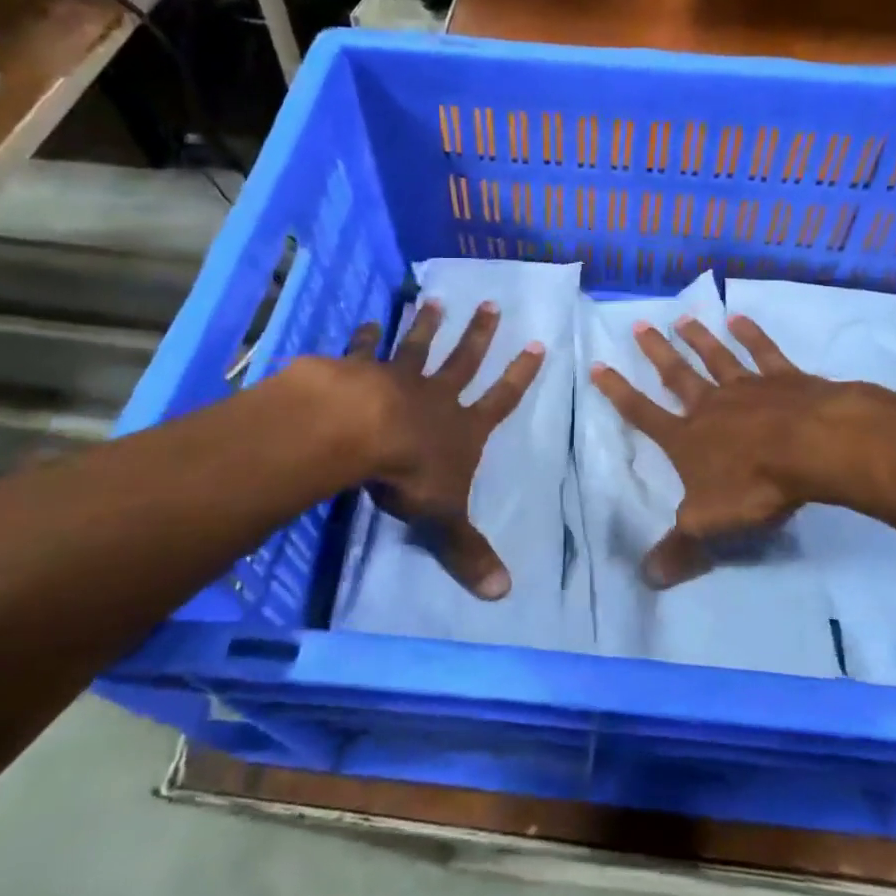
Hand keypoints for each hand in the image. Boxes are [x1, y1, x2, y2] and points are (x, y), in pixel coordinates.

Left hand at [346, 299, 543, 600]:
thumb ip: (469, 551)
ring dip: (427, 325)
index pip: (500, 399)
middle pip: (463, 360)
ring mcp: (397, 379)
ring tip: (435, 301)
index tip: (537, 346)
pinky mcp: (359, 372)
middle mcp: (435, 396)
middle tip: (490, 304)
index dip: (520, 375)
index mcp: (462, 428)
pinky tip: (366, 321)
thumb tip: (504, 594)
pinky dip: (364, 337)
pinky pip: (363, 350)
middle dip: (479, 335)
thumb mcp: (444, 519)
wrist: (358, 434)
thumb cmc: (409, 474)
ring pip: (418, 347)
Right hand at [589, 315, 837, 588]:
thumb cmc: (755, 486)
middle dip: (656, 352)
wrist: (812, 450)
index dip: (618, 392)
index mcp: (687, 438)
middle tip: (639, 325)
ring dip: (698, 338)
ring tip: (682, 317)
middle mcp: (711, 406)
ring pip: (716, 357)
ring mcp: (748, 387)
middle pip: (677, 375)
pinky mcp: (786, 379)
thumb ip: (678, 548)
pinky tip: (739, 317)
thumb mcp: (708, 525)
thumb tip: (647, 578)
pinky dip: (751, 334)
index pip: (642, 413)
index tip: (598, 366)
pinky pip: (763, 352)